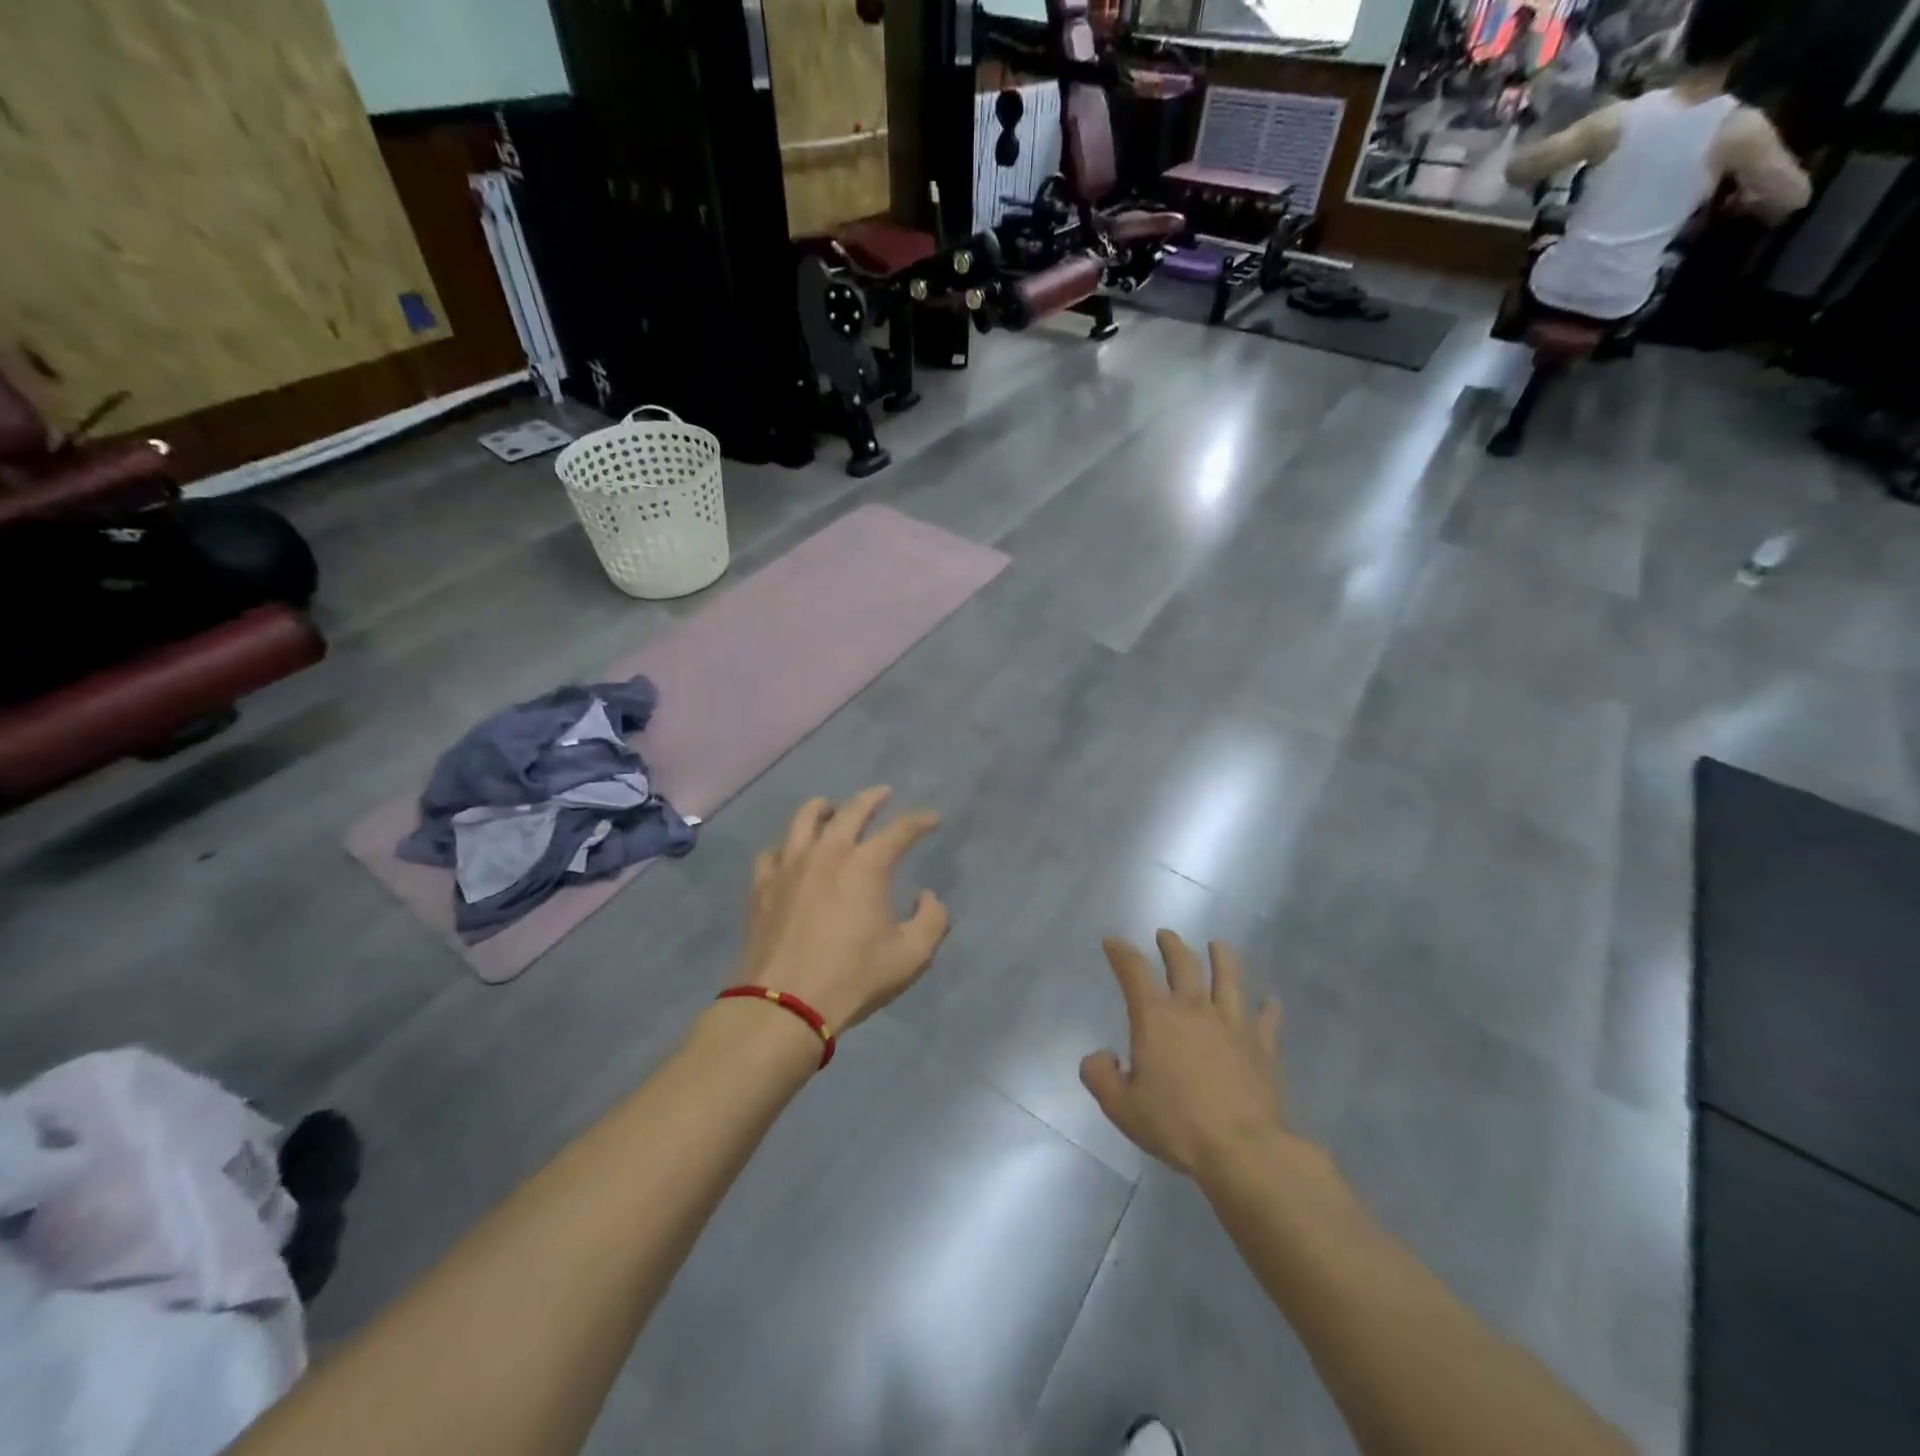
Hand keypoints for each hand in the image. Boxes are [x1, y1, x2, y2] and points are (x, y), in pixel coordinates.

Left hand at [738, 788, 948, 1035]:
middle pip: (852, 810)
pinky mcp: (763, 885)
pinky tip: (790, 853)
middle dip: (872, 798)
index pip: (901, 829)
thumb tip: (927, 897)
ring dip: (823, 808)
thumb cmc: (854, 977)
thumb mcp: (912, 955)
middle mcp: (828, 852)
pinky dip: (787, 846)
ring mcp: (790, 865)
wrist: (784, 1004)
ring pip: (805, 818)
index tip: (932, 818)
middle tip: (883, 794)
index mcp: (867, 864)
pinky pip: (773, 851)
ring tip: (830, 808)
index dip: (920, 820)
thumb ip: (932, 920)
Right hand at [1080, 931, 1288, 1180]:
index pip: (1133, 971)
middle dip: (1171, 945)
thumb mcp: (1121, 1107)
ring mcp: (1233, 1024)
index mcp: (1156, 1018)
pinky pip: (1267, 1020)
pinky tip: (1271, 1001)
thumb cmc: (1176, 1125)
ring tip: (1218, 945)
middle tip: (1165, 935)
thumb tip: (1100, 1056)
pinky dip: (1269, 1008)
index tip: (1113, 942)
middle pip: (1183, 964)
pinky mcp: (1263, 1047)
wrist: (1242, 1149)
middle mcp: (1194, 1009)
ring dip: (1223, 958)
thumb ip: (1100, 1076)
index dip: (1121, 952)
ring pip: (1228, 978)